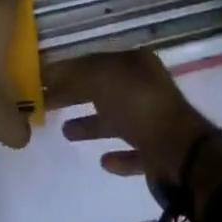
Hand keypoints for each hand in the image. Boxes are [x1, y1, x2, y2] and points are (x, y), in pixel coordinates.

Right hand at [45, 50, 213, 183]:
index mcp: (135, 64)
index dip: (66, 70)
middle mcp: (145, 88)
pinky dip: (118, 156)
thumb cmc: (139, 106)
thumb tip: (52, 74)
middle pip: (102, 89)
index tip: (41, 79)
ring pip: (116, 120)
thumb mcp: (102, 79)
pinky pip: (133, 151)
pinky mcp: (158, 154)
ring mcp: (153, 122)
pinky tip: (103, 161)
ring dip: (92, 125)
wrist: (180, 154)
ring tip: (66, 133)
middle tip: (46, 103)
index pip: (94, 61)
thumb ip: (76, 75)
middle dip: (74, 95)